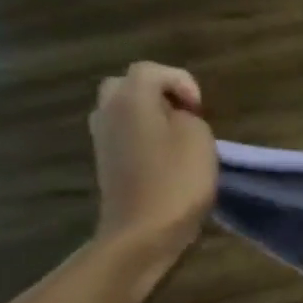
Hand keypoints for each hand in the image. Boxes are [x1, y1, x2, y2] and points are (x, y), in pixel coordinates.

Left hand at [89, 62, 216, 267]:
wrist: (143, 231)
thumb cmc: (177, 181)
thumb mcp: (199, 139)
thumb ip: (187, 116)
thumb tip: (175, 117)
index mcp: (130, 100)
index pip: (150, 70)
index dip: (181, 82)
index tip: (201, 109)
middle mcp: (108, 112)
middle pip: (128, 85)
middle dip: (159, 93)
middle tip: (186, 114)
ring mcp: (102, 138)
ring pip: (123, 109)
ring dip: (150, 114)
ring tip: (179, 136)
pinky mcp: (106, 161)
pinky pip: (123, 132)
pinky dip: (143, 134)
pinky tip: (165, 156)